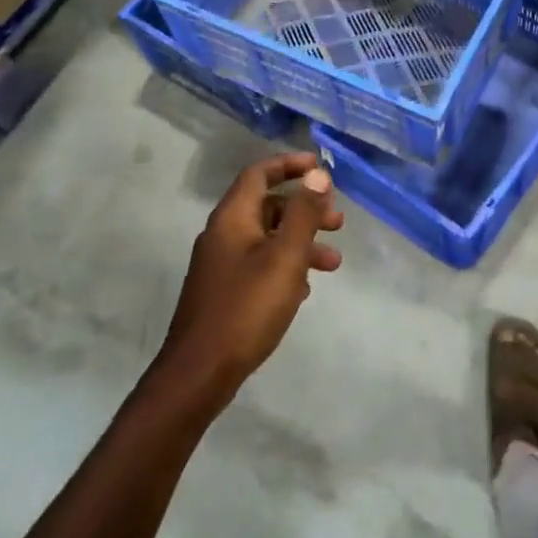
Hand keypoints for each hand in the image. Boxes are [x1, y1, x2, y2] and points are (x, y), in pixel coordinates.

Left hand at [159, 152, 342, 405]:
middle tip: (338, 222)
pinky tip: (305, 288)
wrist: (199, 373)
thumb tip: (318, 175)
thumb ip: (303, 214)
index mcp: (233, 218)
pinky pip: (260, 264)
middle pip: (267, 205)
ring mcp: (221, 264)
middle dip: (305, 209)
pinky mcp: (224, 291)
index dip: (290, 165)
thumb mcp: (285, 257)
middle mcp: (223, 234)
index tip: (321, 168)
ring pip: (267, 238)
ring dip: (301, 242)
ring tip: (333, 263)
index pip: (259, 173)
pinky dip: (286, 265)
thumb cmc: (247, 308)